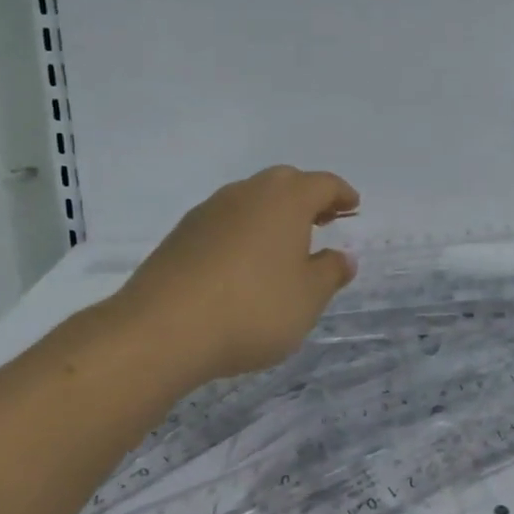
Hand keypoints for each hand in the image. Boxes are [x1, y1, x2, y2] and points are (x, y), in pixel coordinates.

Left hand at [102, 165, 359, 386]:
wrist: (160, 331)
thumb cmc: (252, 308)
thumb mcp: (308, 298)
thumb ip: (330, 273)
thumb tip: (342, 257)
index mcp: (286, 199)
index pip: (323, 184)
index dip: (342, 194)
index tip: (353, 206)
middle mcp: (247, 193)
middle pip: (285, 183)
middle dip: (307, 198)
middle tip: (322, 221)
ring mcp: (209, 211)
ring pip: (251, 200)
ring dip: (272, 215)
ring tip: (283, 246)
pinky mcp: (180, 234)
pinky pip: (225, 222)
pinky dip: (242, 233)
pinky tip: (243, 264)